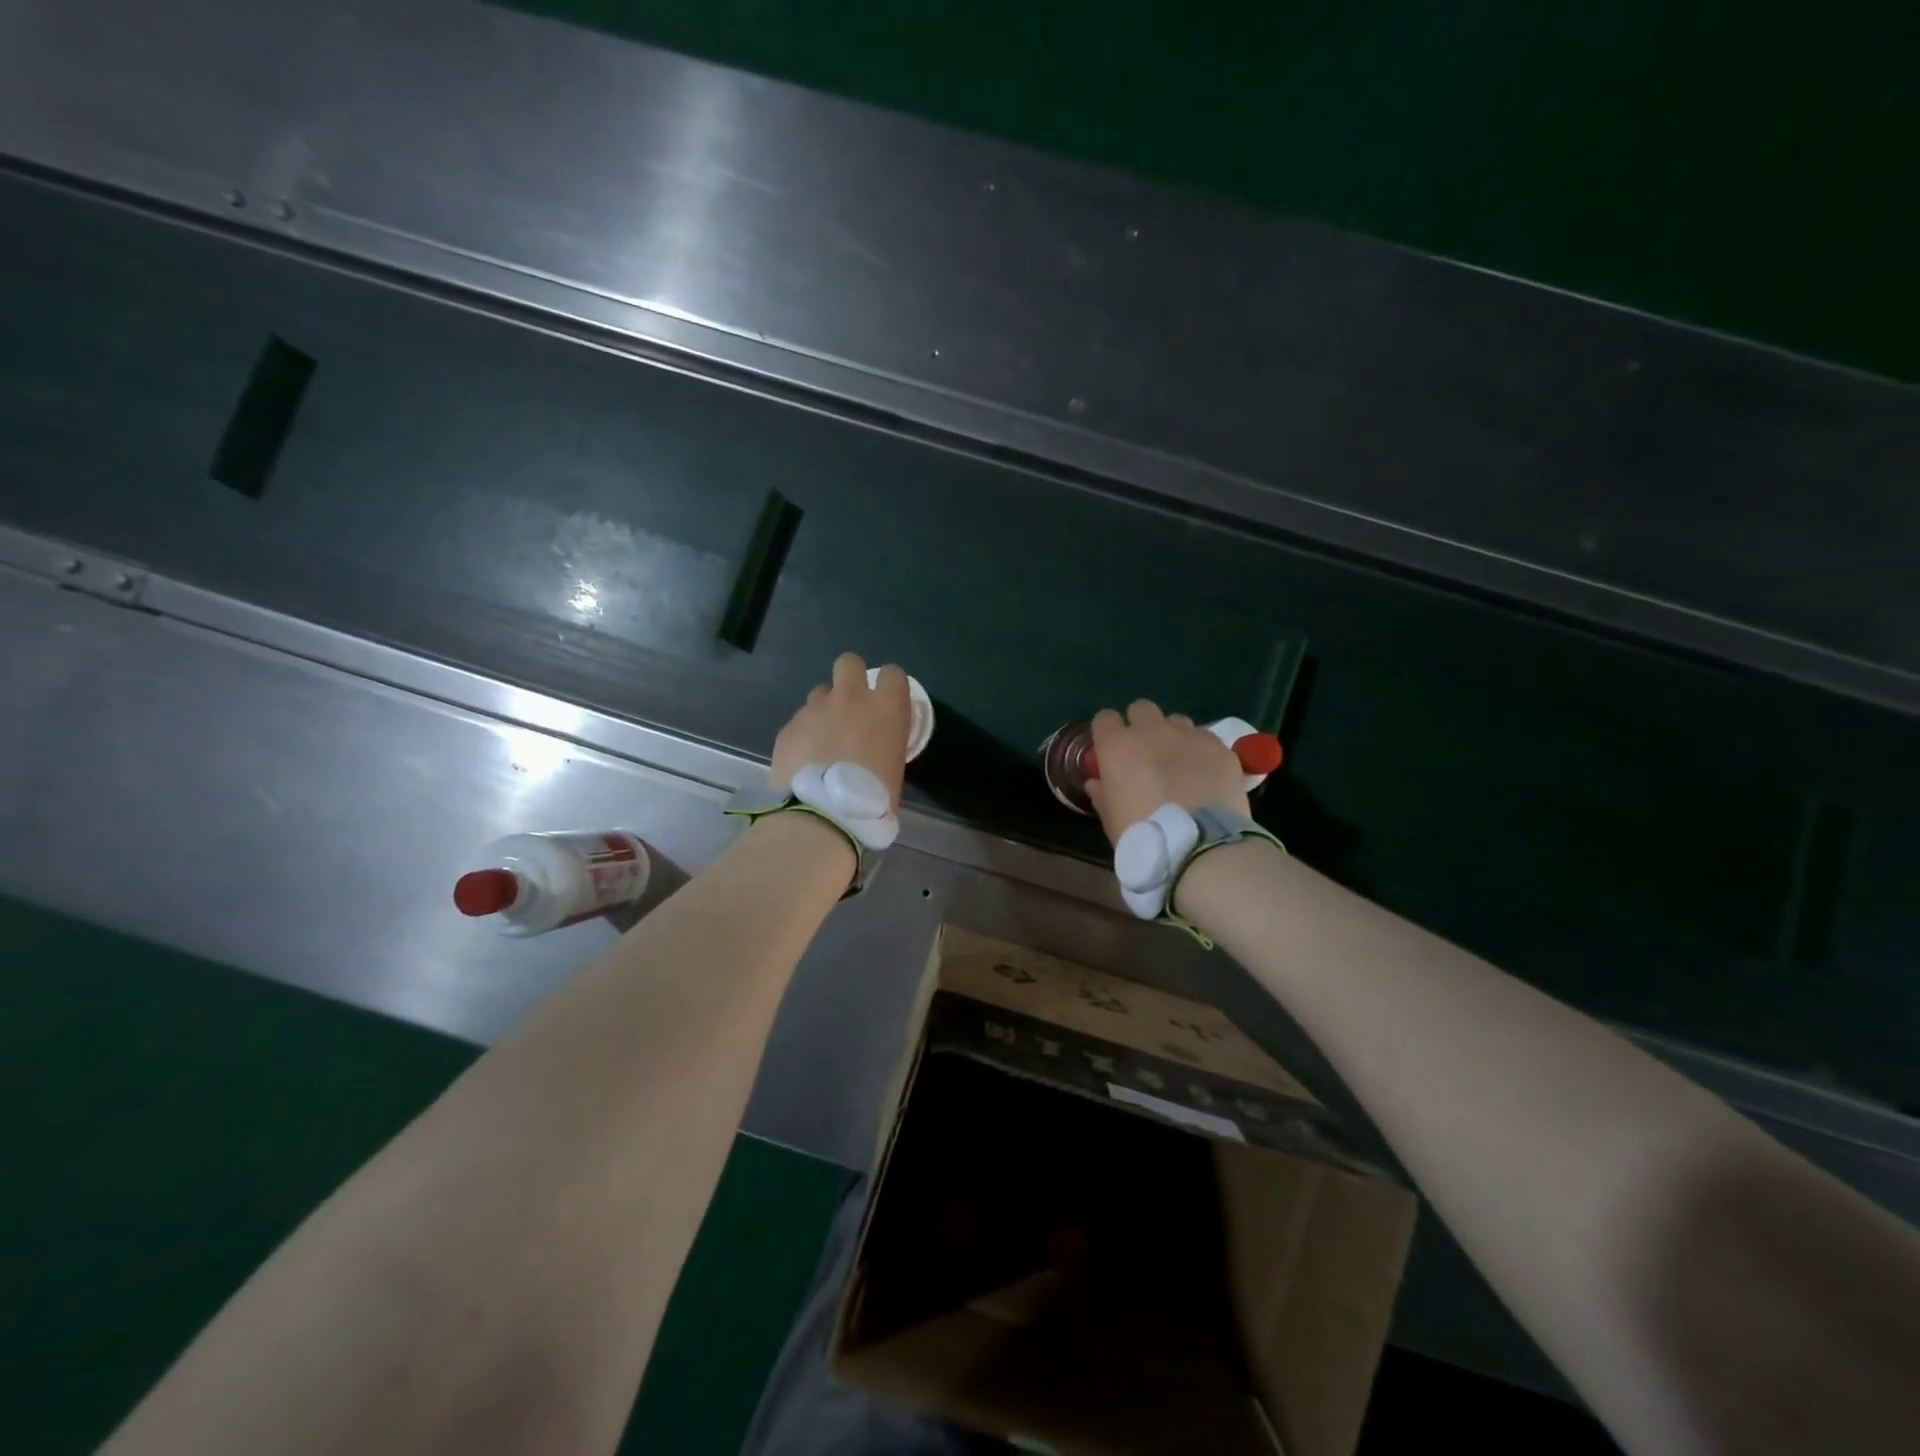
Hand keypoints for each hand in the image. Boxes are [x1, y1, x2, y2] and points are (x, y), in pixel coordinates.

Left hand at [770, 653, 911, 808]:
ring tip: (823, 739)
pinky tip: (803, 760)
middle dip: (850, 678)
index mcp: (886, 708)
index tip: (886, 704)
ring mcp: (815, 709)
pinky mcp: (789, 727)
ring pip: (820, 693)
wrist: (822, 815)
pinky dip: (803, 735)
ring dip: (824, 709)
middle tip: (850, 706)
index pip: (893, 674)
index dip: (889, 687)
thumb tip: (878, 746)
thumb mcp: (895, 768)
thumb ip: (886, 744)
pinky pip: (799, 722)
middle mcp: (851, 698)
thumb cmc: (872, 799)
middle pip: (849, 663)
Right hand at [1085, 700, 1250, 844]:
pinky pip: (1205, 738)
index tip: (1111, 752)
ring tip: (1179, 764)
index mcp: (1117, 746)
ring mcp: (1189, 735)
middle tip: (1145, 753)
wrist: (1200, 845)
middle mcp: (1151, 731)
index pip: (1104, 719)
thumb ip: (1102, 794)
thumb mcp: (1111, 820)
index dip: (1107, 734)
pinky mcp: (1220, 747)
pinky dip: (1201, 751)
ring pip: (1176, 721)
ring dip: (1172, 736)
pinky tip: (1205, 775)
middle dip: (1141, 725)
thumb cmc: (1144, 835)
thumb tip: (1097, 783)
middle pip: (1141, 709)